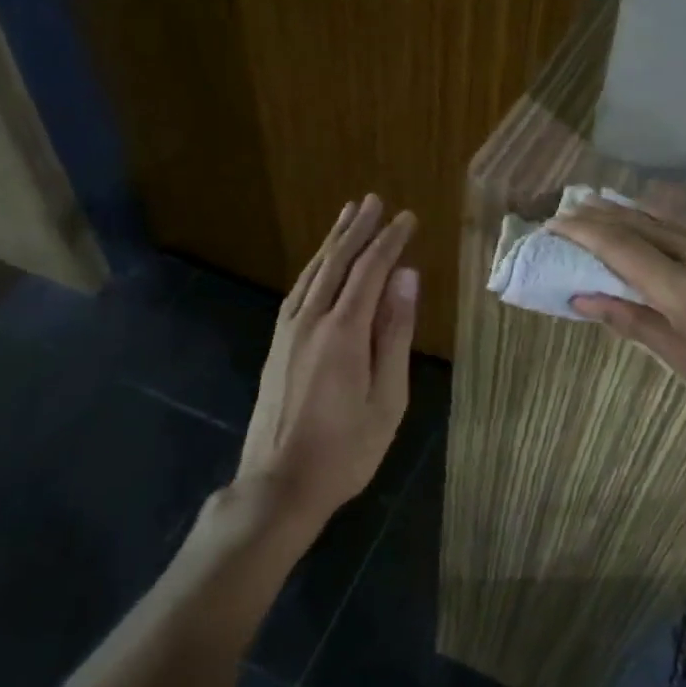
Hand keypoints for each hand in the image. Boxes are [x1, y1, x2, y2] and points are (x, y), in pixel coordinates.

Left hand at [233, 195, 417, 523]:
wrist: (278, 485)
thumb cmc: (346, 449)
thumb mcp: (387, 397)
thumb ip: (395, 333)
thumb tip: (408, 278)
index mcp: (343, 332)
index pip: (370, 271)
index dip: (390, 241)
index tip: (408, 217)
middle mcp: (311, 321)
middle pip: (336, 262)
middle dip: (357, 229)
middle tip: (374, 200)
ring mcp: (288, 332)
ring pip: (313, 273)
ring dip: (332, 242)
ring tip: (348, 216)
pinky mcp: (277, 345)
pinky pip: (298, 291)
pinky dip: (315, 267)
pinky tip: (321, 265)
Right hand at [547, 202, 685, 437]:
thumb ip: (636, 323)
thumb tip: (585, 299)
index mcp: (680, 285)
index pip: (618, 245)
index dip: (581, 232)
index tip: (552, 224)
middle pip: (640, 222)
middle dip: (600, 213)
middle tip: (568, 209)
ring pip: (666, 222)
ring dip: (629, 214)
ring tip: (600, 209)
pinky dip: (658, 225)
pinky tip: (653, 230)